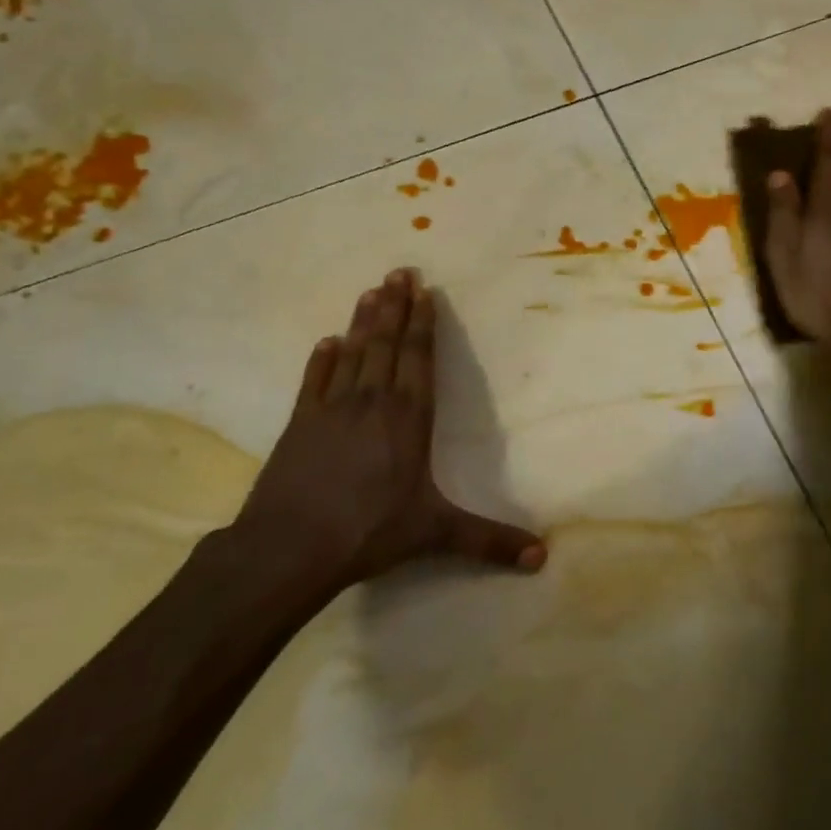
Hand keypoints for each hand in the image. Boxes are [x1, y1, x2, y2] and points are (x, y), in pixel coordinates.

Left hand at [233, 269, 544, 605]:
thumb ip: (488, 541)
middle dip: (395, 307)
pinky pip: (314, 381)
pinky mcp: (298, 424)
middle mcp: (372, 402)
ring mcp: (331, 409)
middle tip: (399, 271)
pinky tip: (326, 341)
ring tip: (371, 291)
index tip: (424, 292)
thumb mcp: (435, 534)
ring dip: (363, 321)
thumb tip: (543, 557)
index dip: (423, 324)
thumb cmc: (368, 532)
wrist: (288, 548)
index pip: (418, 360)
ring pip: (353, 353)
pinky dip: (321, 360)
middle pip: (386, 345)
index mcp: (408, 419)